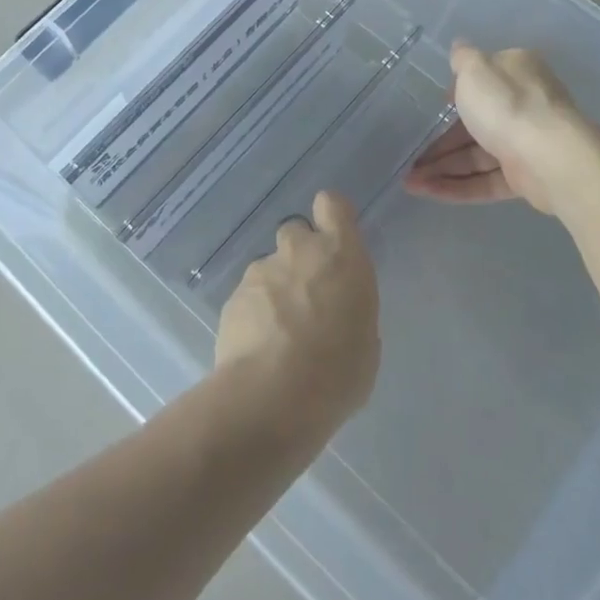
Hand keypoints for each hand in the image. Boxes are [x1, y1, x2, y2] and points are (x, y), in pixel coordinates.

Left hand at [215, 191, 379, 439]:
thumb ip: (349, 308)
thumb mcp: (366, 340)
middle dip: (300, 254)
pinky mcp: (233, 296)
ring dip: (275, 288)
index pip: (331, 204)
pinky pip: (248, 295)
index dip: (330, 216)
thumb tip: (336, 310)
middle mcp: (298, 252)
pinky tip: (259, 346)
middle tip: (306, 293)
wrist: (273, 395)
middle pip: (295, 231)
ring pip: (269, 267)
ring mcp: (260, 271)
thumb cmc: (337, 371)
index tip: (333, 238)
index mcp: (340, 255)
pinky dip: (254, 312)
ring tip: (280, 332)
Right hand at [403, 43, 587, 215]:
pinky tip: (426, 192)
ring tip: (409, 181)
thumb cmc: (507, 104)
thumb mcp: (475, 69)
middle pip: (474, 124)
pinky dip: (457, 187)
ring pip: (476, 156)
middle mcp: (523, 106)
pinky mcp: (524, 178)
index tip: (431, 109)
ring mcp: (524, 144)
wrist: (551, 158)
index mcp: (516, 73)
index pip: (482, 82)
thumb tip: (458, 46)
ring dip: (441, 168)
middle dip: (439, 143)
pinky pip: (484, 181)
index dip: (454, 95)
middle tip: (409, 157)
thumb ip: (462, 58)